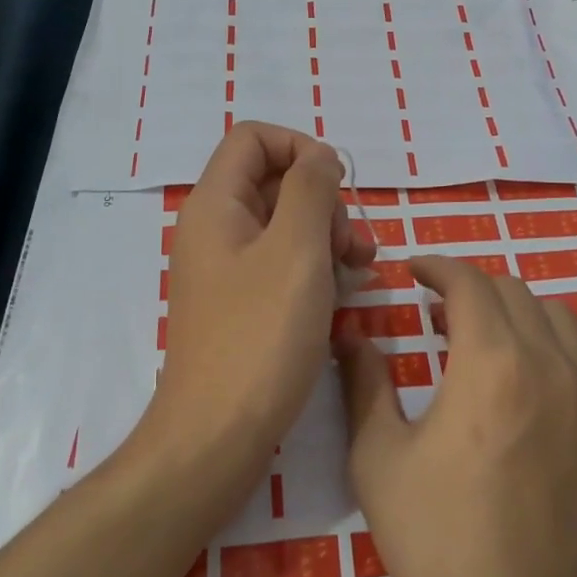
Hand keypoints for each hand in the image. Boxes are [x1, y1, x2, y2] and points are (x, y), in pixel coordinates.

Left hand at [146, 122, 374, 473]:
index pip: (254, 138)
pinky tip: (344, 295)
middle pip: (275, 181)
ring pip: (285, 224)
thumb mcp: (296, 250)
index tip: (338, 186)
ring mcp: (227, 269)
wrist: (216, 437)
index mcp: (216, 205)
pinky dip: (315, 268)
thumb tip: (321, 158)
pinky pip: (282, 264)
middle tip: (356, 245)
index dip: (300, 147)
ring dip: (328, 236)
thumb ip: (311, 189)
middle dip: (324, 201)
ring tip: (361, 271)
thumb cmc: (260, 337)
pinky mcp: (241, 304)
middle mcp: (215, 229)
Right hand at [337, 254, 576, 576]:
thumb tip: (353, 333)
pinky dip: (553, 356)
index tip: (414, 271)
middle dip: (473, 289)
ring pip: (561, 321)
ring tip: (487, 343)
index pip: (469, 282)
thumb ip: (365, 381)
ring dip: (519, 314)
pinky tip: (527, 397)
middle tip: (439, 313)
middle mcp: (554, 367)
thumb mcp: (378, 457)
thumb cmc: (435, 540)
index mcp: (493, 363)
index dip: (438, 266)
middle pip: (516, 293)